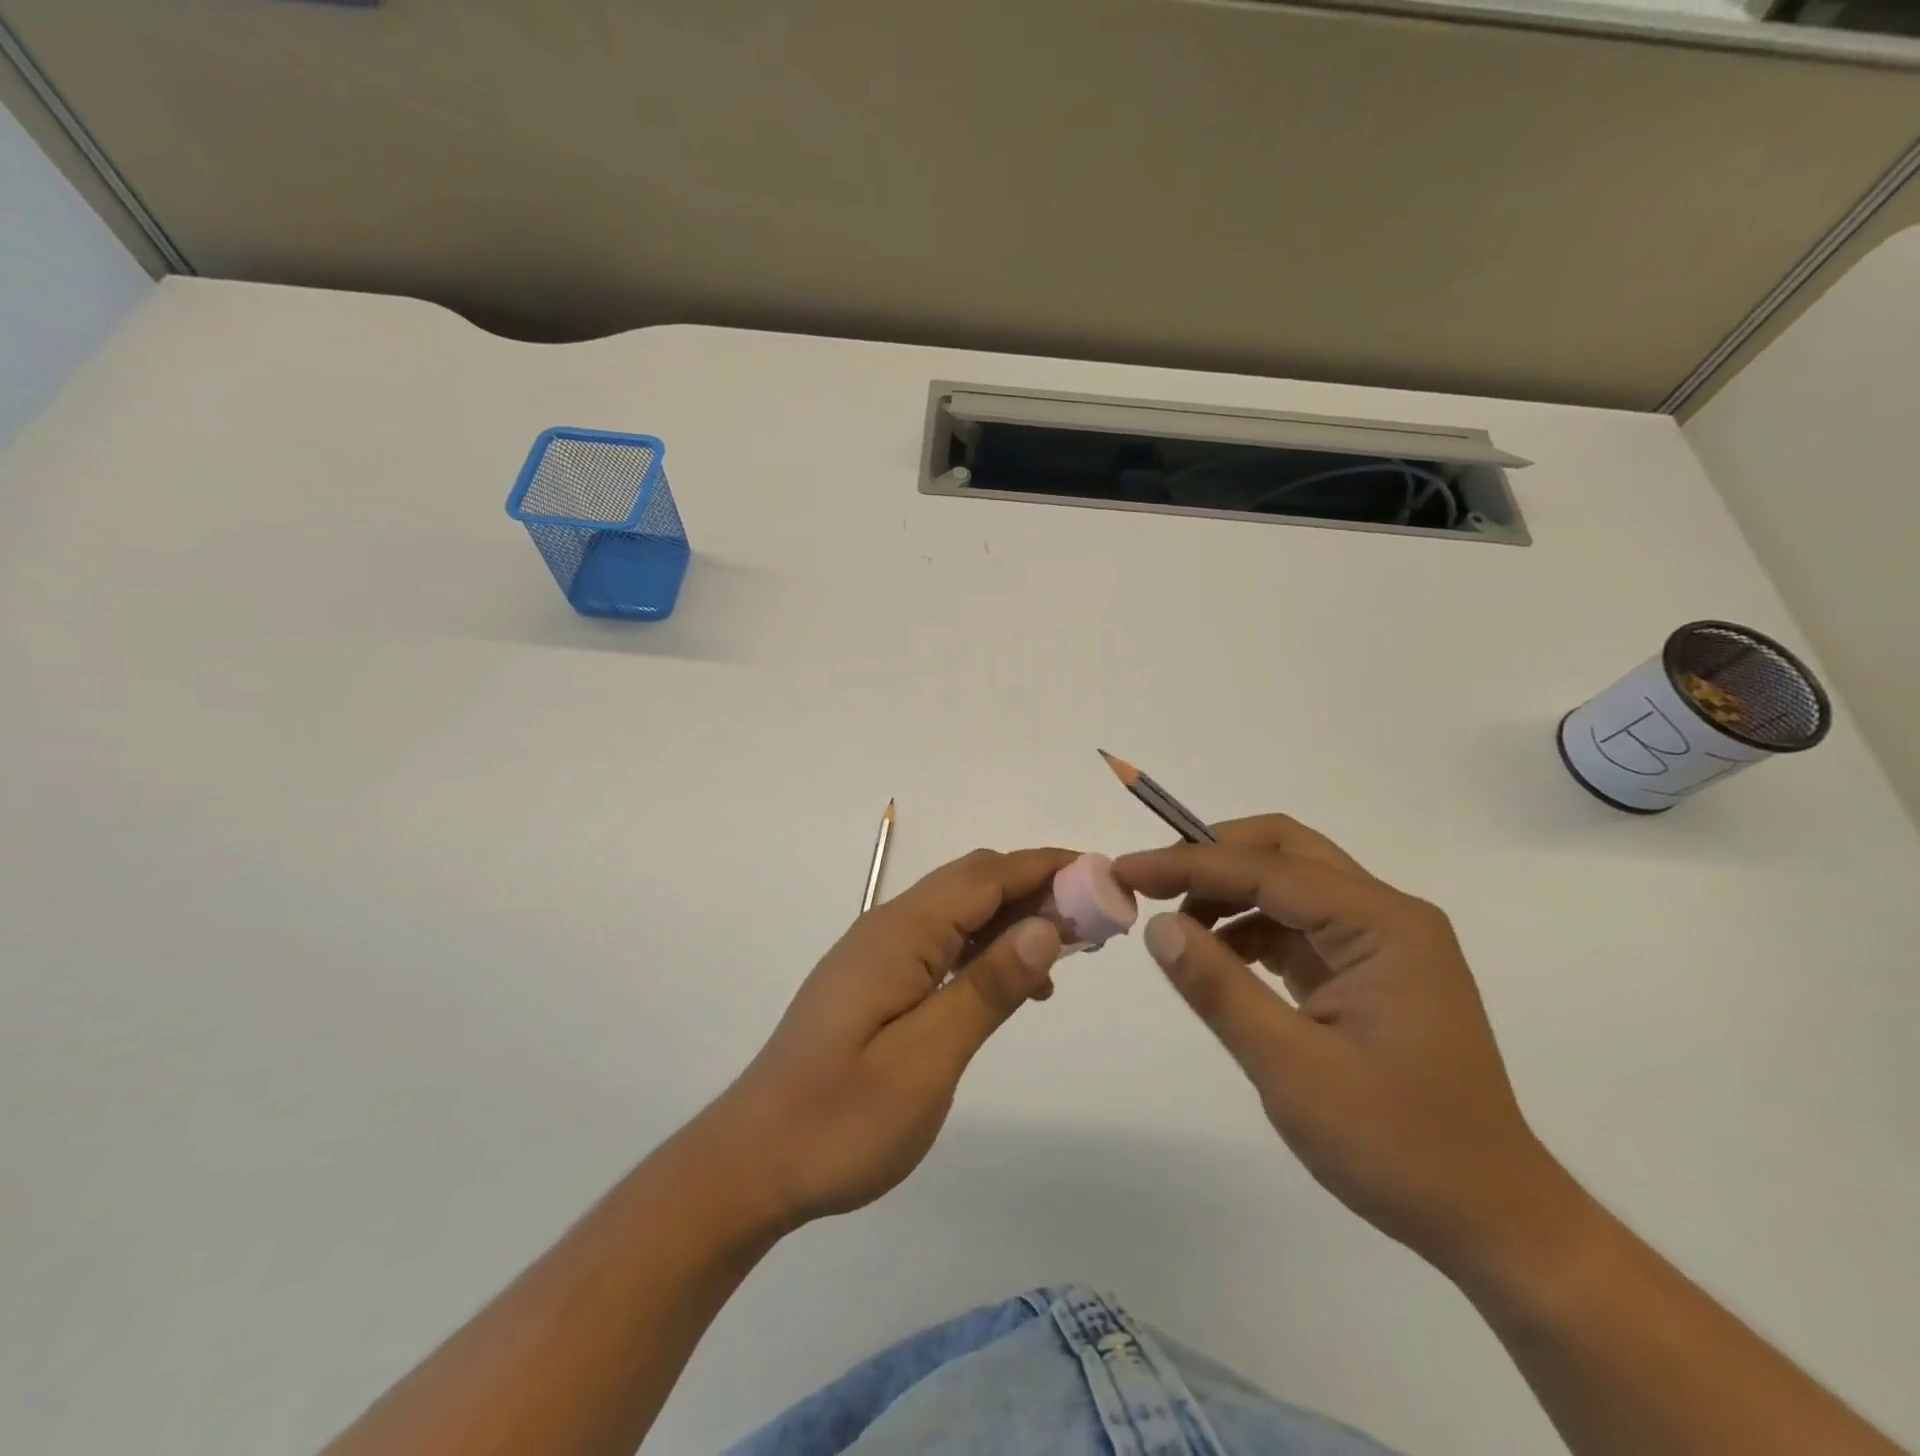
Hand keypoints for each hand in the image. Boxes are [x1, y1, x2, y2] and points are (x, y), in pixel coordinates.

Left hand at [697, 846, 1074, 1231]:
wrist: (752, 1162)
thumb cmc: (840, 1119)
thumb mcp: (926, 1060)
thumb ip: (987, 988)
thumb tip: (1046, 926)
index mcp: (901, 933)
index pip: (987, 875)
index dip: (1049, 868)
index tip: (1106, 879)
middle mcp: (888, 926)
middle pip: (975, 883)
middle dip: (1038, 888)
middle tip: (1096, 922)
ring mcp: (878, 953)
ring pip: (960, 911)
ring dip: (1015, 917)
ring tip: (1069, 951)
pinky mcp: (876, 980)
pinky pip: (942, 943)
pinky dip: (986, 947)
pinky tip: (1014, 985)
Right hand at [1115, 816, 1579, 1277]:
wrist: (1493, 1219)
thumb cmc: (1398, 1146)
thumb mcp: (1292, 1069)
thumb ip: (1220, 989)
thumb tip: (1158, 927)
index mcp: (1383, 925)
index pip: (1267, 870)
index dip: (1188, 864)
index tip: (1125, 871)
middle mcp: (1388, 915)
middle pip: (1285, 851)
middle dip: (1212, 857)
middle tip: (1152, 884)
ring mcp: (1384, 941)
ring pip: (1290, 883)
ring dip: (1229, 891)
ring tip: (1177, 929)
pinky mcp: (1371, 969)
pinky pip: (1299, 924)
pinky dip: (1250, 927)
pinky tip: (1218, 958)